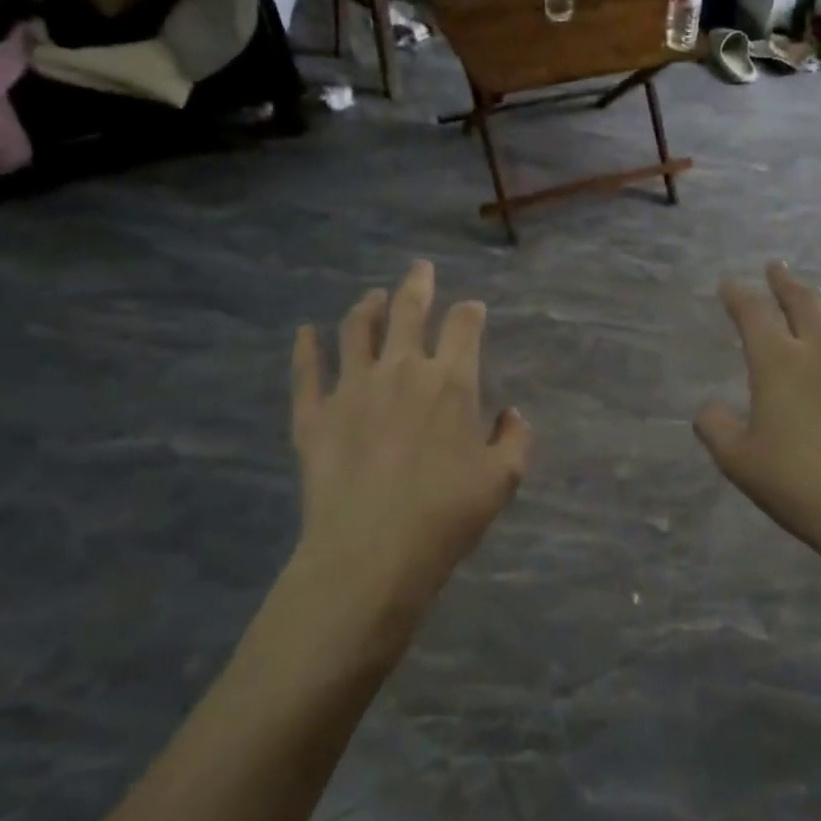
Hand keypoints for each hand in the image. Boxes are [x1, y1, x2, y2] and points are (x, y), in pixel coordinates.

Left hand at [291, 261, 530, 612]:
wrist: (371, 553)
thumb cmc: (447, 515)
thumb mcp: (502, 480)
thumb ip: (515, 440)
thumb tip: (511, 414)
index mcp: (450, 381)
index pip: (463, 327)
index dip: (470, 312)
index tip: (472, 309)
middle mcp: (400, 370)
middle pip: (408, 312)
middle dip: (417, 285)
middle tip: (420, 268)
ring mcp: (351, 389)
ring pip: (356, 331)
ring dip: (366, 307)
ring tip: (372, 296)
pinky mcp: (314, 415)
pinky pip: (306, 372)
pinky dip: (305, 348)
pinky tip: (305, 333)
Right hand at [694, 263, 820, 570]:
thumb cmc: (799, 485)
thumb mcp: (739, 462)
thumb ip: (715, 428)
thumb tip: (708, 409)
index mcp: (778, 363)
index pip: (753, 314)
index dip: (738, 296)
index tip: (729, 284)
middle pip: (803, 302)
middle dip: (785, 282)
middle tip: (776, 268)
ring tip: (819, 301)